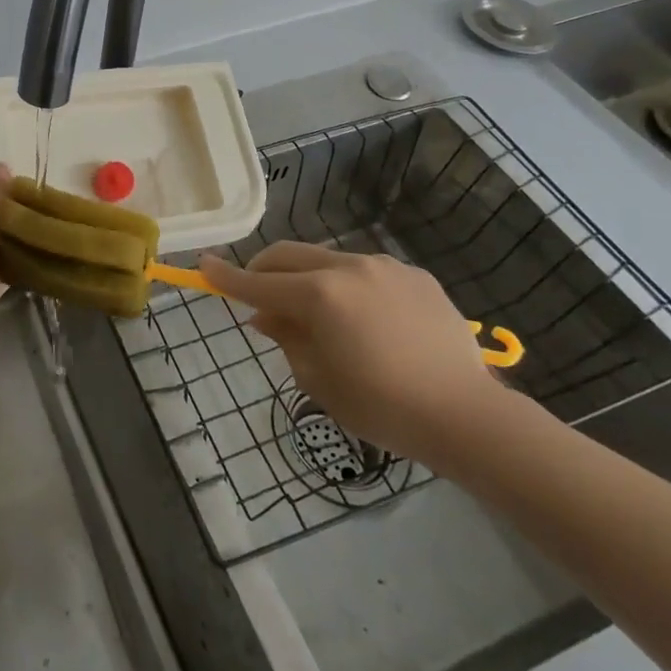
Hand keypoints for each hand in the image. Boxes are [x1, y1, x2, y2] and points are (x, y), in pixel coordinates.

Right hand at [198, 242, 503, 463]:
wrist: (468, 415)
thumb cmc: (383, 407)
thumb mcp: (319, 381)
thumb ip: (287, 339)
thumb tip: (268, 315)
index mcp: (319, 296)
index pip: (258, 282)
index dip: (227, 277)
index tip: (203, 266)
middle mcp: (347, 268)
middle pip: (289, 255)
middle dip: (265, 269)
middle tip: (257, 294)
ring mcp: (384, 267)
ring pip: (327, 260)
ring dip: (309, 278)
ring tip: (319, 314)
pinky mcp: (414, 275)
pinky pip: (366, 271)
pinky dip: (350, 286)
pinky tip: (367, 320)